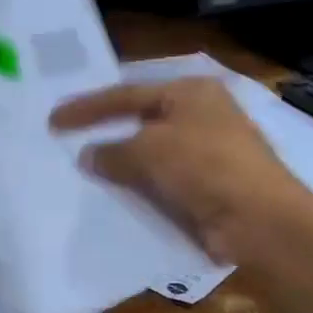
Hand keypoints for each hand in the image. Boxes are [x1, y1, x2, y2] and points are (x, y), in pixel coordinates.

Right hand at [51, 78, 312, 264]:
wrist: (259, 221)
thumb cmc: (204, 167)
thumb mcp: (148, 151)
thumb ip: (112, 152)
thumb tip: (88, 156)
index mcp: (190, 91)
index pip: (126, 93)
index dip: (87, 107)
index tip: (53, 119)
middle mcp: (201, 114)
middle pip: (139, 119)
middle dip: (104, 132)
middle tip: (66, 139)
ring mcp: (207, 150)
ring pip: (149, 153)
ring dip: (120, 163)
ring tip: (82, 170)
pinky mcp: (208, 184)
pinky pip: (161, 180)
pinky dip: (138, 185)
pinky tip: (114, 195)